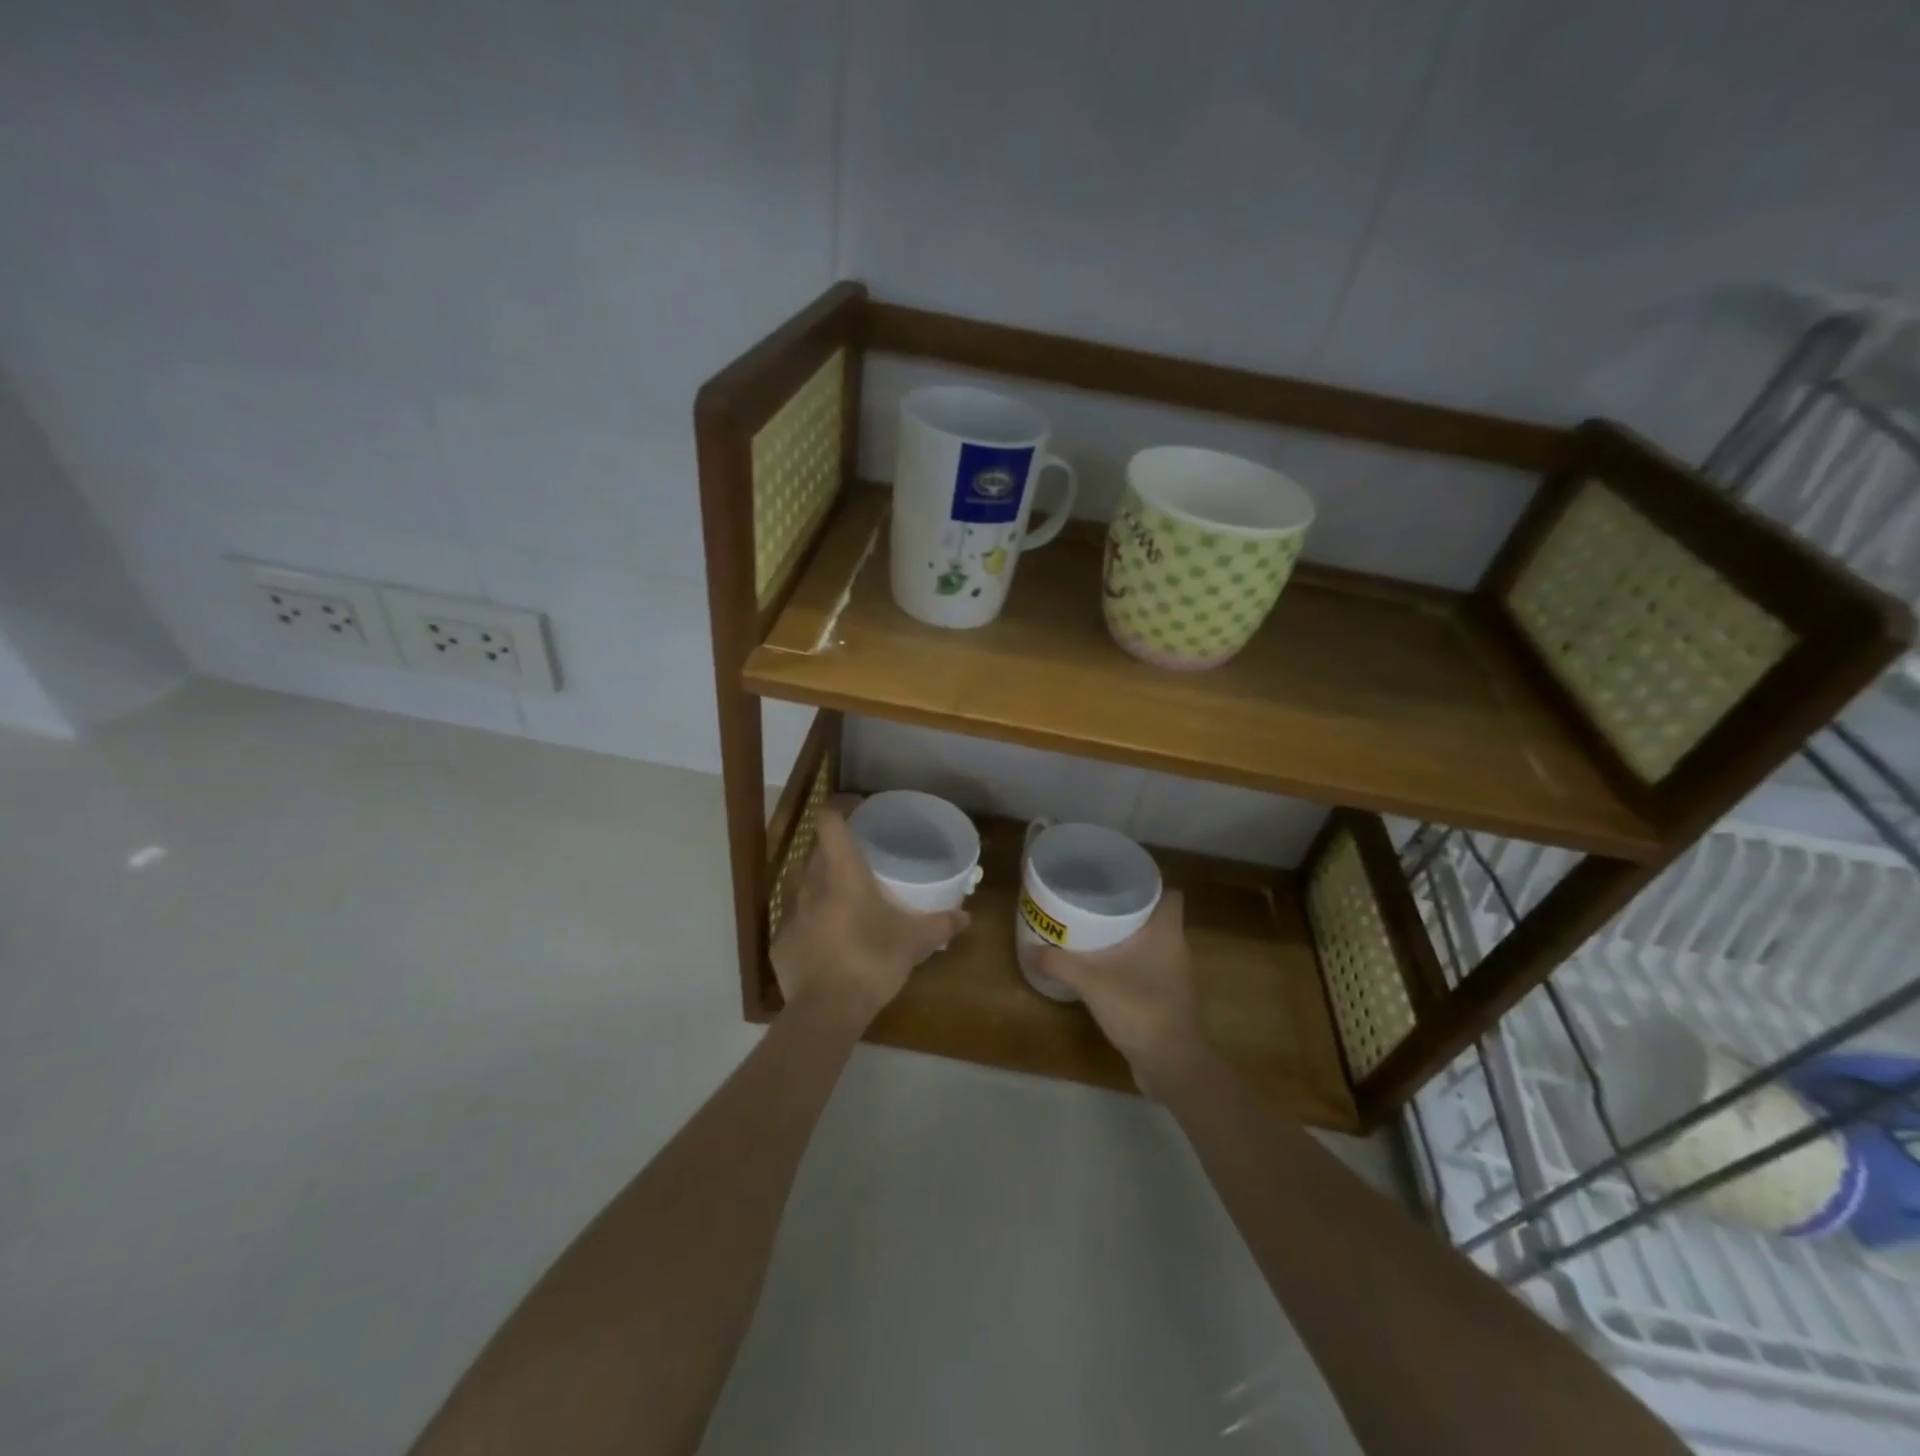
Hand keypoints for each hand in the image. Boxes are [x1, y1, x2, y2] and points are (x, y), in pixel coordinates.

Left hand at [771, 808, 969, 1025]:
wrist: (825, 1012)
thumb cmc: (871, 961)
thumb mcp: (914, 943)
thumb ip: (940, 924)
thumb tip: (967, 917)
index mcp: (841, 873)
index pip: (829, 821)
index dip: (841, 806)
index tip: (858, 807)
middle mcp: (811, 884)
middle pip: (817, 850)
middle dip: (837, 848)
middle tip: (862, 857)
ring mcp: (791, 914)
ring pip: (805, 884)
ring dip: (824, 884)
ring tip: (847, 897)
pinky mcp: (781, 942)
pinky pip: (798, 920)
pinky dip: (813, 922)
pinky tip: (830, 940)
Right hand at [1033, 892, 1211, 1085]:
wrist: (1171, 1063)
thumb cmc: (1140, 1007)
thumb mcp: (1091, 981)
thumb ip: (1059, 964)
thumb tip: (1029, 950)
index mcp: (1166, 931)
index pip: (1171, 895)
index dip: (1151, 885)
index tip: (1121, 881)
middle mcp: (1175, 947)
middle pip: (1157, 916)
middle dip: (1130, 908)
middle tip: (1096, 901)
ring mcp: (1174, 975)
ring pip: (1152, 942)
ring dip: (1129, 937)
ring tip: (1094, 930)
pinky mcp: (1167, 997)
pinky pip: (1148, 967)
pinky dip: (1129, 962)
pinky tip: (1103, 967)